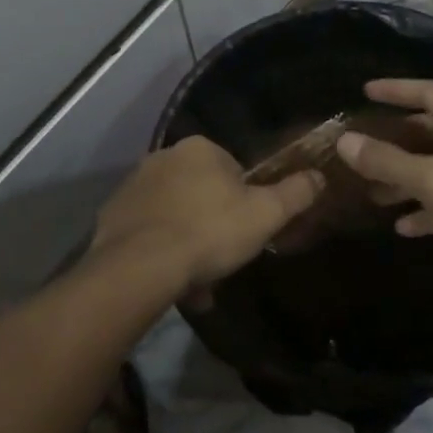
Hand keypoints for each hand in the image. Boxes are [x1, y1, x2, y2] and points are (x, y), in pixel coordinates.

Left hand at [89, 137, 324, 299]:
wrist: (141, 266)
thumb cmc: (210, 232)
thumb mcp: (265, 214)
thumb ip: (295, 193)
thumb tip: (319, 175)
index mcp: (199, 149)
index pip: (232, 169)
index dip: (244, 201)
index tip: (247, 229)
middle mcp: (162, 157)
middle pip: (200, 192)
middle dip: (213, 224)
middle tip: (223, 258)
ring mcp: (133, 186)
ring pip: (174, 215)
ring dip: (188, 243)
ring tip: (198, 282)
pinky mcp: (112, 215)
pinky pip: (148, 232)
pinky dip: (161, 252)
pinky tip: (172, 283)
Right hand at [334, 79, 432, 289]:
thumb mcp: (432, 180)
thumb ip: (386, 160)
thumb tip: (345, 141)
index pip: (429, 92)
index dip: (395, 90)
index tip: (365, 91)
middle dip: (398, 141)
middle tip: (365, 143)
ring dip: (409, 178)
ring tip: (373, 192)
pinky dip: (430, 205)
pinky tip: (404, 225)